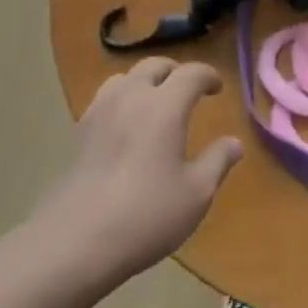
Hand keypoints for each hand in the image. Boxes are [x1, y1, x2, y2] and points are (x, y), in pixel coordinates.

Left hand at [32, 58, 242, 286]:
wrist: (74, 241)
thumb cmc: (145, 215)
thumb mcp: (195, 194)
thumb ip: (217, 162)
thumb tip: (234, 142)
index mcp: (164, 106)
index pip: (190, 74)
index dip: (207, 75)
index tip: (217, 87)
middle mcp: (132, 97)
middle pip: (154, 66)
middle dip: (175, 72)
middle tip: (187, 90)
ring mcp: (100, 112)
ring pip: (125, 78)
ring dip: (144, 81)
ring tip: (154, 101)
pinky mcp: (78, 133)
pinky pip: (104, 99)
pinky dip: (121, 99)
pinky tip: (124, 125)